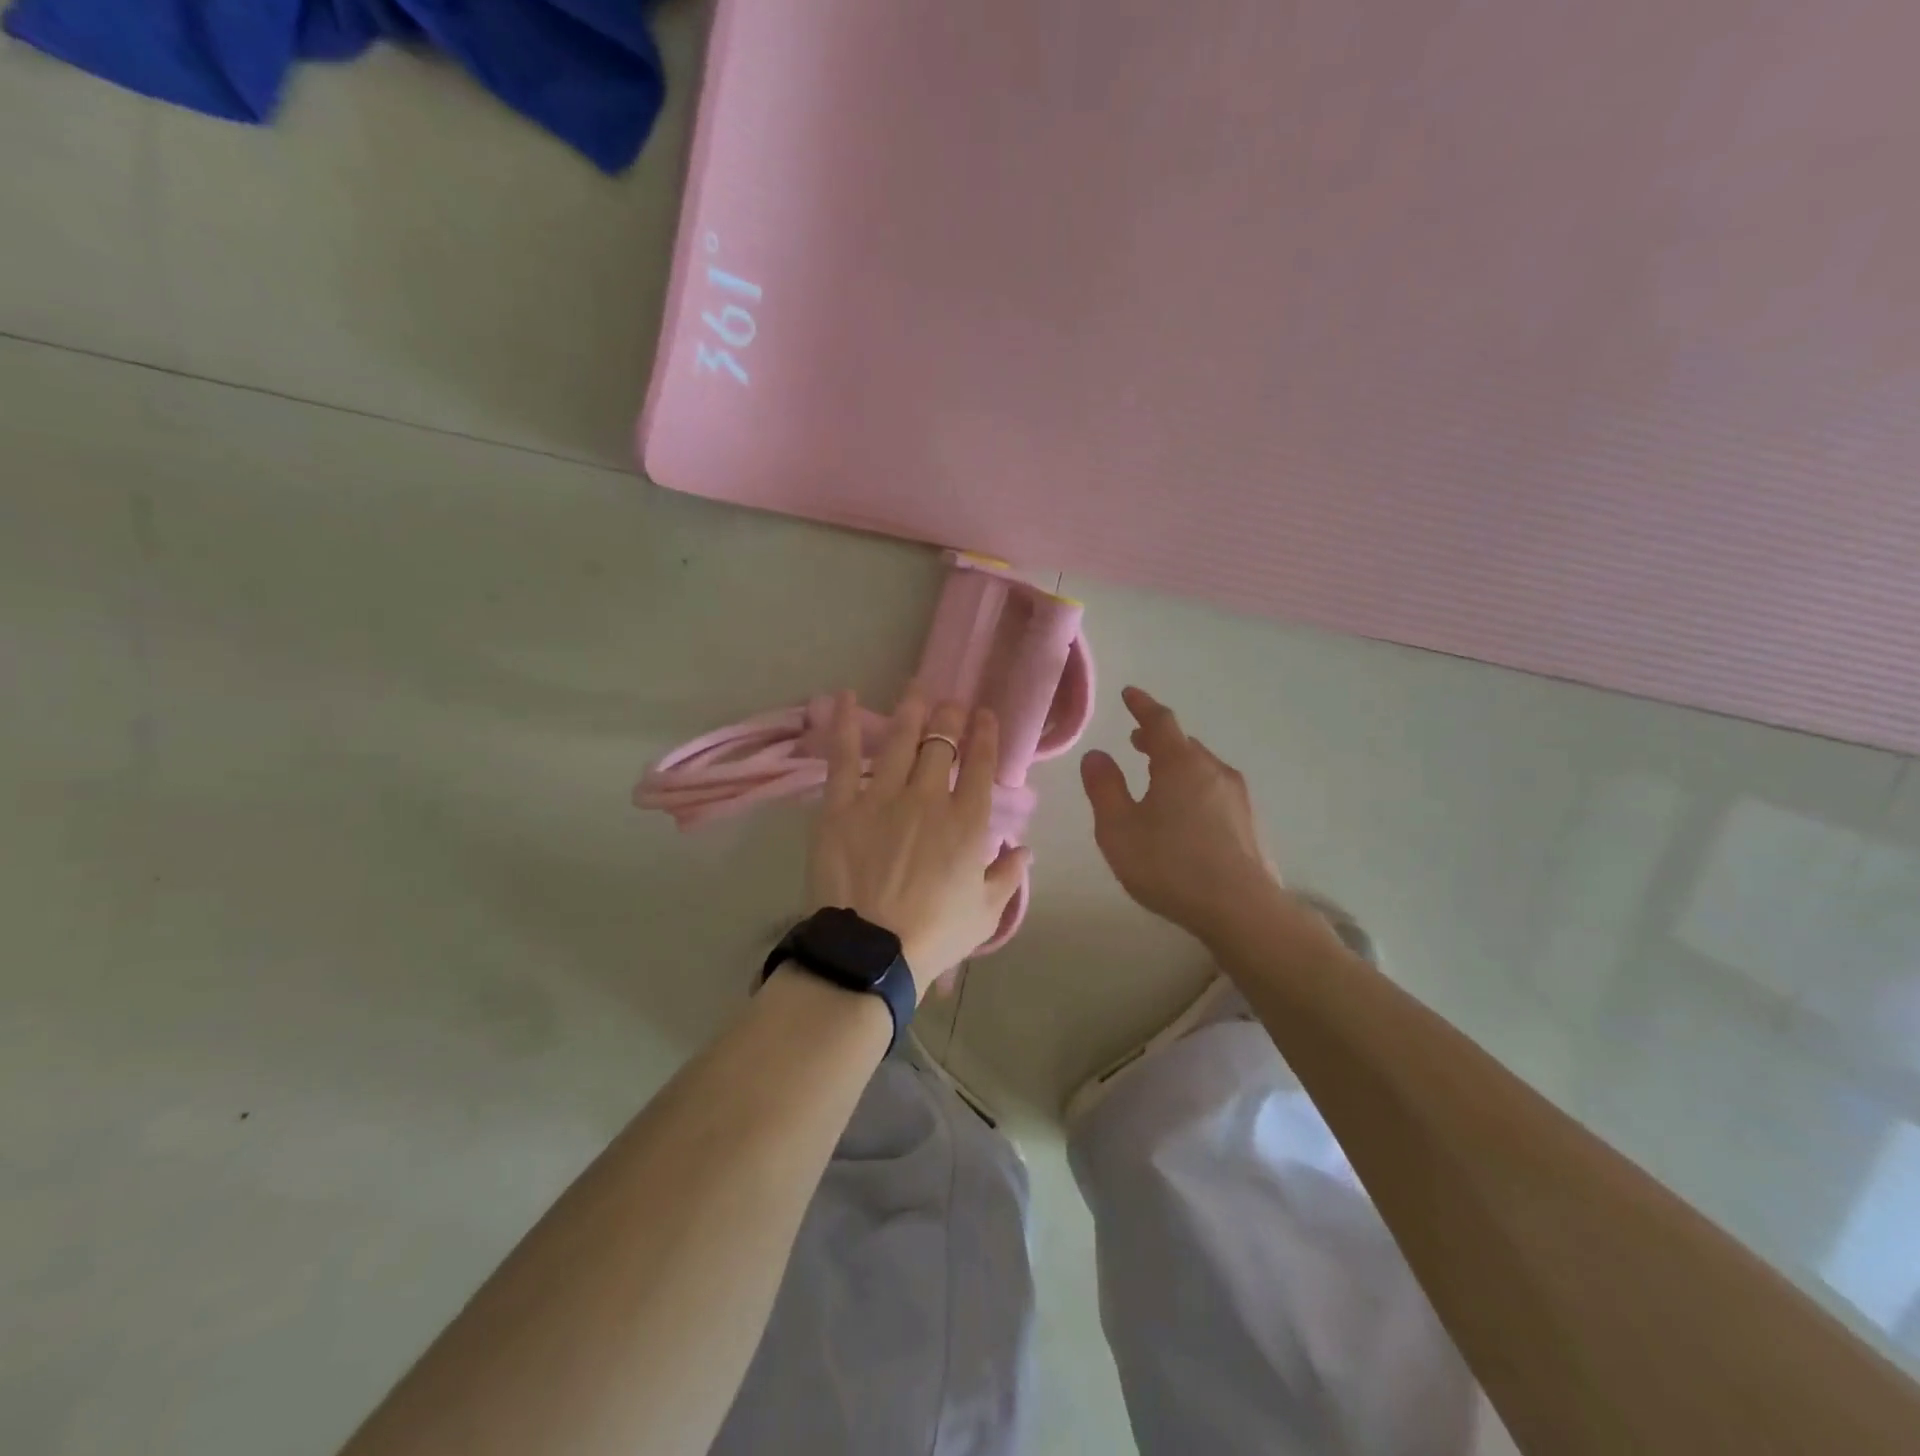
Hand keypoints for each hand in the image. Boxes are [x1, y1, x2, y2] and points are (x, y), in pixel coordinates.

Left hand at [808, 687, 1029, 998]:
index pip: (980, 764)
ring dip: (911, 711)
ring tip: (917, 689)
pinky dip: (845, 725)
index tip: (985, 716)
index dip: (985, 735)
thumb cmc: (935, 935)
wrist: (872, 951)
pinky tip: (847, 697)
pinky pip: (843, 758)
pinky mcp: (842, 806)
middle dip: (950, 716)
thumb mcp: (986, 913)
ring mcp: (882, 797)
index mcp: (967, 822)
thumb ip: (1008, 876)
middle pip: (941, 744)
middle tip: (951, 703)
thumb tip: (1025, 849)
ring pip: (900, 740)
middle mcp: (928, 798)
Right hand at [1080, 686, 1277, 938]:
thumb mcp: (1119, 829)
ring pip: (1202, 769)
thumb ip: (1104, 788)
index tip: (1130, 694)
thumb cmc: (1170, 865)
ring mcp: (1238, 797)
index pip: (1160, 721)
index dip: (1143, 706)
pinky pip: (1215, 792)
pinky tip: (1186, 816)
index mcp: (1181, 764)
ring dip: (1178, 766)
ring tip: (1158, 780)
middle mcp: (1214, 771)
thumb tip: (1096, 755)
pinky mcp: (1250, 824)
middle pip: (1184, 745)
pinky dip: (1195, 789)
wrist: (1242, 910)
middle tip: (1137, 742)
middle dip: (1159, 740)